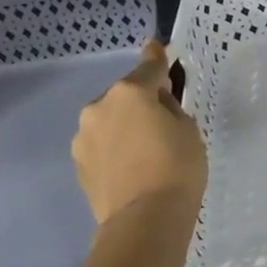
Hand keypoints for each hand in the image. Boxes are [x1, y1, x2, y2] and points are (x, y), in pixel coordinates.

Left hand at [72, 40, 207, 226]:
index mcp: (130, 93)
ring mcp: (84, 136)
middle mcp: (100, 107)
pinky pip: (102, 143)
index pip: (148, 67)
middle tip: (163, 119)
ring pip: (110, 119)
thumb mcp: (188, 130)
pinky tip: (133, 164)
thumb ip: (170, 108)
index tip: (158, 47)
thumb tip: (157, 102)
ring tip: (147, 147)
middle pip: (126, 94)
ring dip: (125, 124)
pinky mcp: (79, 163)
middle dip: (141, 100)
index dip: (157, 57)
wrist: (144, 220)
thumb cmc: (177, 168)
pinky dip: (116, 146)